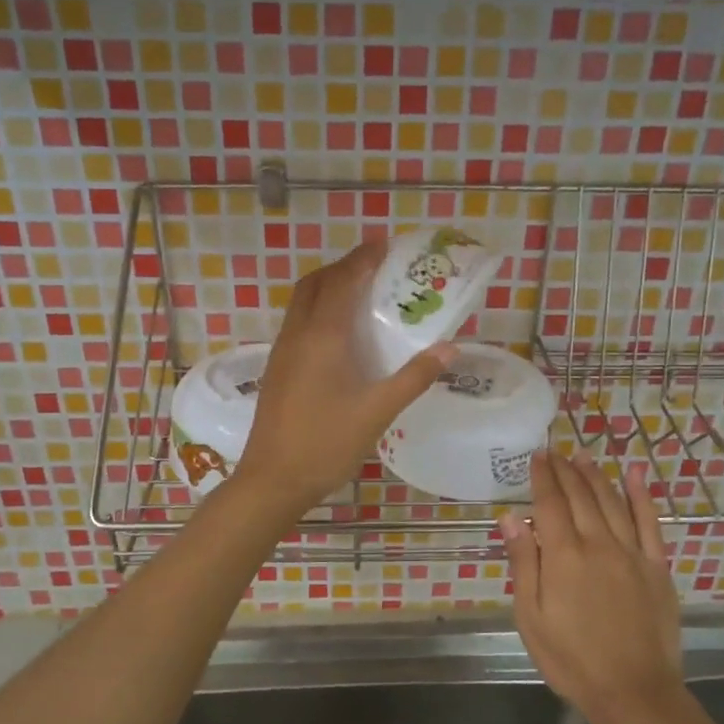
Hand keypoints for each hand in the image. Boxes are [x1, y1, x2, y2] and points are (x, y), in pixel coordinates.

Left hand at [234, 238, 452, 515]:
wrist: (273, 479)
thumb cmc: (327, 443)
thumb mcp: (378, 411)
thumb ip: (414, 377)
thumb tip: (450, 348)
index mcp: (323, 336)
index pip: (343, 281)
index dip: (363, 259)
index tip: (384, 245)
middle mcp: (298, 334)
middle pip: (316, 283)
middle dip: (343, 267)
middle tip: (373, 267)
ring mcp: (283, 352)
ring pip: (302, 303)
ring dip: (328, 287)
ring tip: (359, 293)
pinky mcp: (277, 370)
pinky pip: (298, 323)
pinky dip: (318, 310)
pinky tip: (338, 335)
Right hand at [501, 452, 682, 723]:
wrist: (634, 691)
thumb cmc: (572, 659)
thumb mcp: (531, 617)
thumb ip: (523, 563)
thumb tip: (511, 518)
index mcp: (564, 556)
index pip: (549, 504)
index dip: (542, 477)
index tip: (536, 456)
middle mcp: (598, 544)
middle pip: (580, 497)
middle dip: (565, 470)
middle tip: (555, 451)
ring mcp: (632, 553)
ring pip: (612, 502)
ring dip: (596, 476)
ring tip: (583, 457)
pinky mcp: (657, 566)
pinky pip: (650, 522)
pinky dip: (641, 495)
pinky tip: (634, 475)